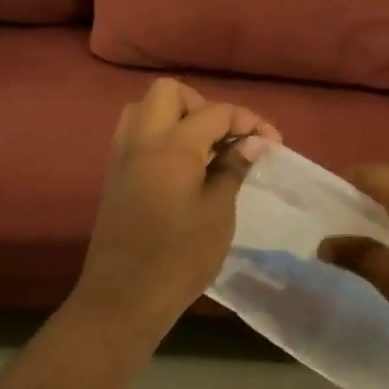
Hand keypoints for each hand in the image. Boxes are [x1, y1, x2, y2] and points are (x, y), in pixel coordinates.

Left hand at [74, 78, 280, 331]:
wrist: (124, 297)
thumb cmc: (180, 255)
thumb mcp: (218, 212)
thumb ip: (232, 169)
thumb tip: (250, 143)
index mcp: (172, 145)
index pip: (216, 112)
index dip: (249, 121)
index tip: (273, 142)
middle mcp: (142, 140)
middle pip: (169, 92)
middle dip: (203, 106)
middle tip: (225, 139)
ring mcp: (122, 157)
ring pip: (144, 110)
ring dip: (175, 117)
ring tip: (201, 149)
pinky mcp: (114, 177)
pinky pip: (134, 135)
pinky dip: (158, 136)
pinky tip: (181, 168)